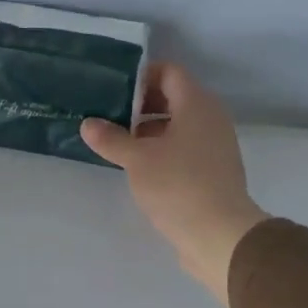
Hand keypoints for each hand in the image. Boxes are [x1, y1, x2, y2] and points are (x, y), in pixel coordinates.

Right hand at [80, 64, 268, 304]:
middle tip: (110, 118)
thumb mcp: (136, 160)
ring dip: (149, 130)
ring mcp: (216, 145)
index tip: (114, 92)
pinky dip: (163, 149)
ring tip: (119, 144)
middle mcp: (211, 118)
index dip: (141, 76)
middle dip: (141, 105)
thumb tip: (87, 124)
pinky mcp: (214, 170)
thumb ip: (111, 139)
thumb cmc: (178, 186)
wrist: (220, 235)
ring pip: (179, 125)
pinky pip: (186, 147)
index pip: (169, 72)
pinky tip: (140, 167)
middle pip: (174, 97)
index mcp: (197, 104)